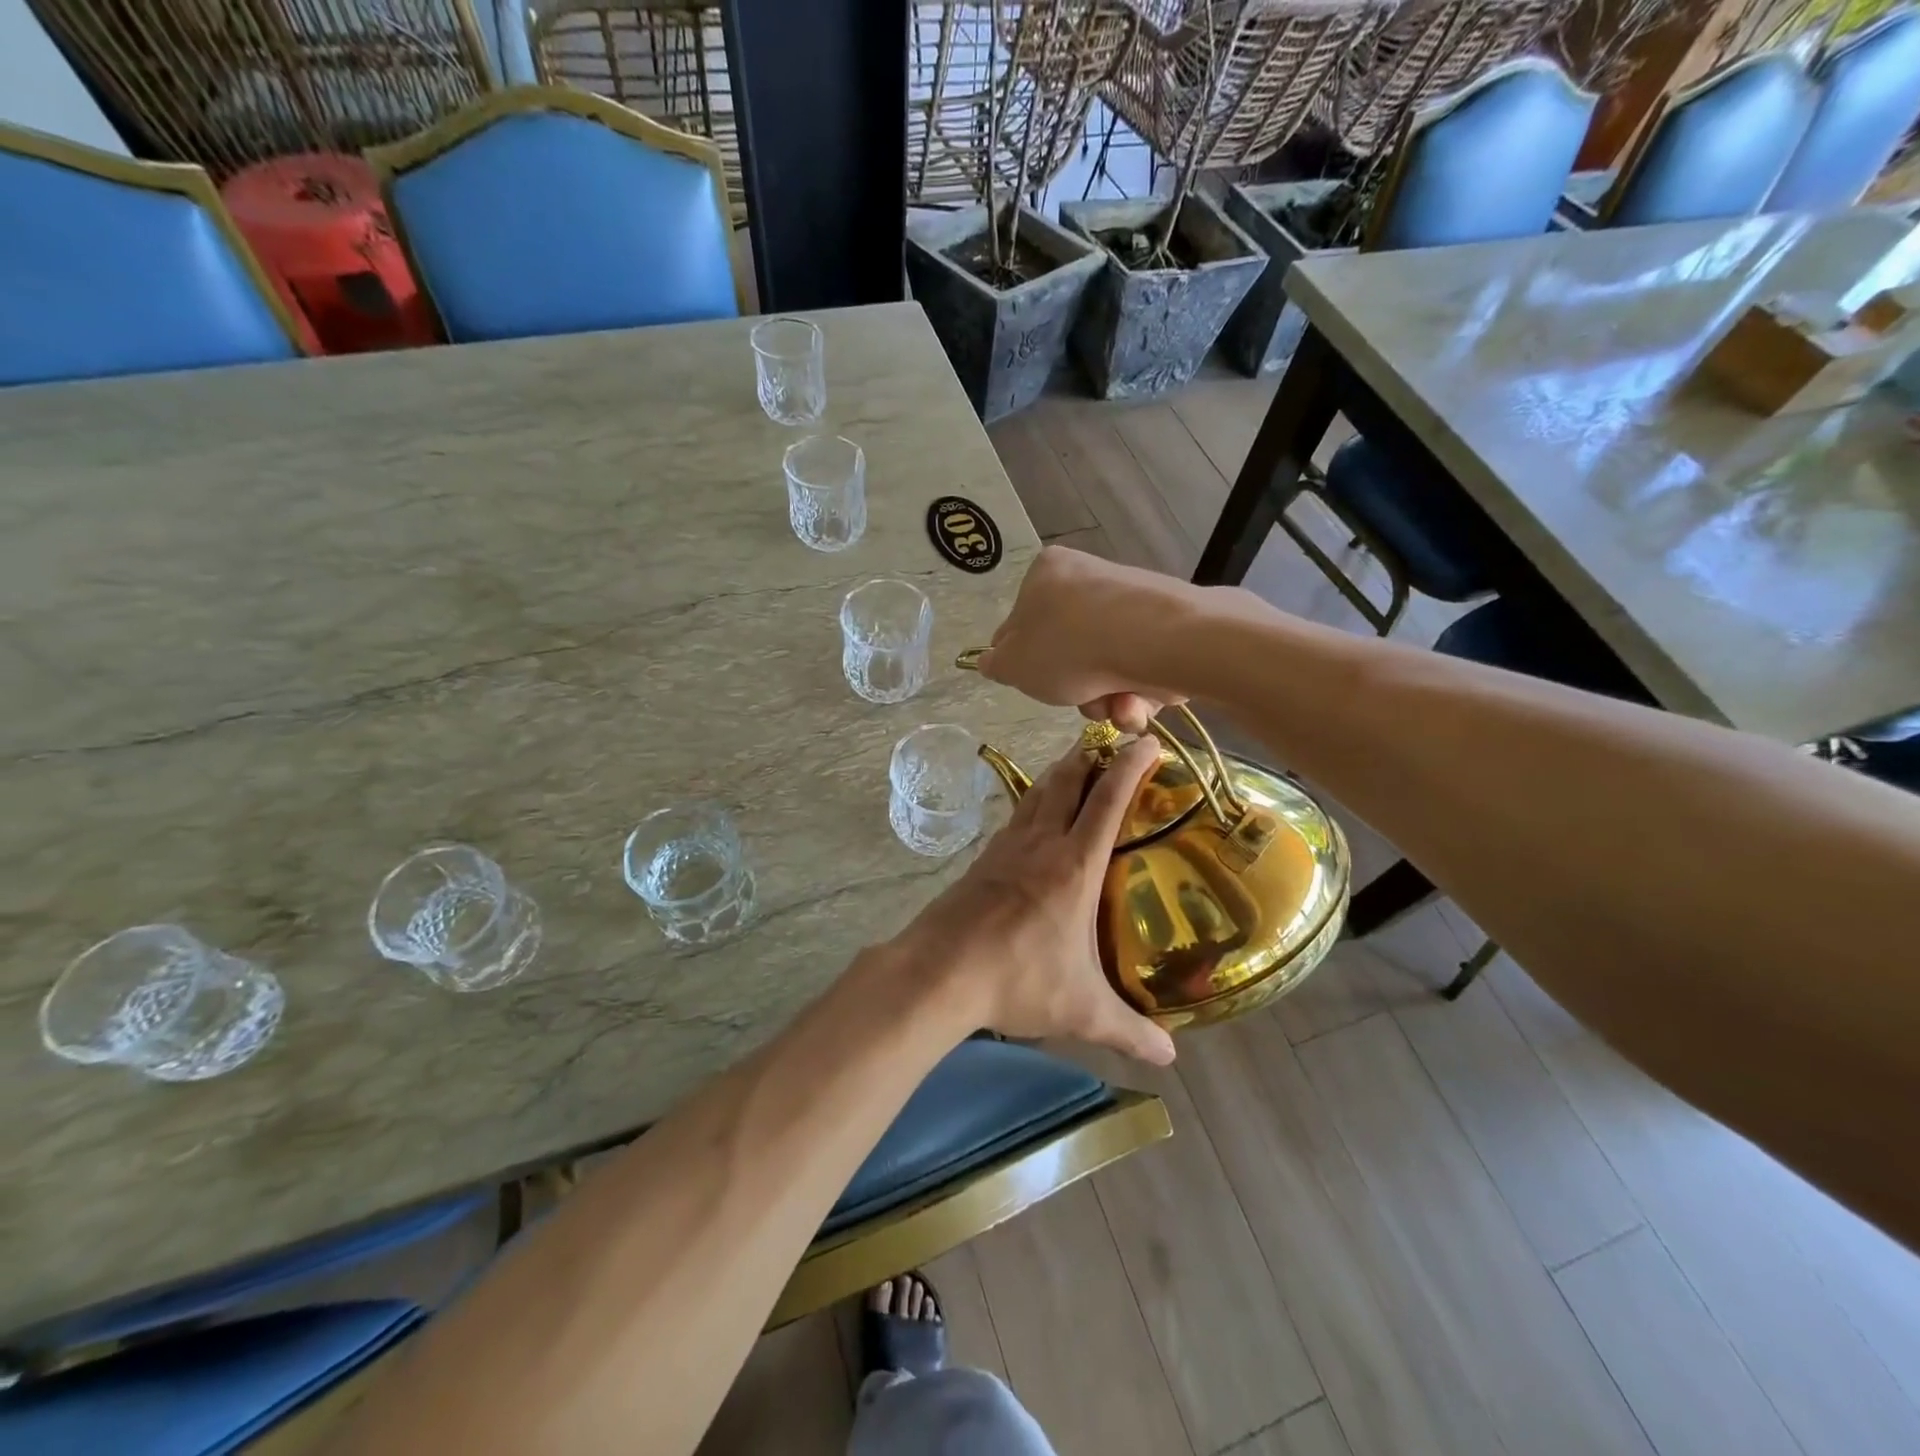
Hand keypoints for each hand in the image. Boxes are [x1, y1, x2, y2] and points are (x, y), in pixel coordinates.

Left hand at [889, 737, 1175, 1066]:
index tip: (1148, 742)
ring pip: (1036, 794)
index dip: (1131, 766)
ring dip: (1058, 775)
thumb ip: (1129, 1031)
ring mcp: (1006, 848)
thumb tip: (1170, 1059)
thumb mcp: (1082, 1010)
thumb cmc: (1018, 980)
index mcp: (1075, 865)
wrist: (940, 972)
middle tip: (1109, 745)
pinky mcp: (981, 860)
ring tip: (1074, 768)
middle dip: (1091, 757)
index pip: (1109, 800)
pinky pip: (1015, 818)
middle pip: (1067, 782)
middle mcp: (1041, 844)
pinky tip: (1031, 817)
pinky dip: (1031, 803)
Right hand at [975, 547, 1193, 732]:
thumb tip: (991, 661)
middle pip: (1069, 650)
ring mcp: (1130, 600)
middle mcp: (1088, 577)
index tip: (1036, 683)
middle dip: (1075, 689)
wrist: (1157, 640)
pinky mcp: (1166, 624)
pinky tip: (1137, 700)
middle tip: (1078, 702)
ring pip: (1105, 666)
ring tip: (1114, 705)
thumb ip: (996, 664)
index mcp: (1045, 573)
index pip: (1021, 623)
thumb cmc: (1070, 647)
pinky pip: (1138, 666)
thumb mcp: (1013, 664)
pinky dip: (1136, 690)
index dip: (1026, 662)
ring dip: (1105, 698)